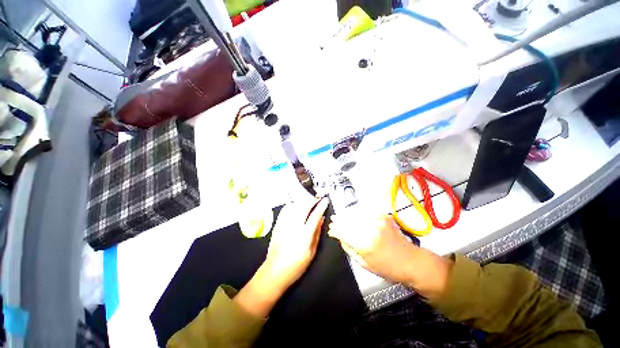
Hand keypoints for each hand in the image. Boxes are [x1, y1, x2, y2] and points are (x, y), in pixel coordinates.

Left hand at [262, 196, 329, 290]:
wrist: (274, 271)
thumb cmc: (296, 265)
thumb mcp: (312, 252)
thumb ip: (317, 234)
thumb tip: (321, 219)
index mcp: (304, 235)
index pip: (315, 216)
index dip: (321, 206)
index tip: (325, 200)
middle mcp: (294, 227)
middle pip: (304, 207)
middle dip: (312, 200)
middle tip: (318, 199)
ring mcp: (284, 224)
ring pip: (294, 206)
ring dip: (303, 201)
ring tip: (309, 201)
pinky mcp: (277, 225)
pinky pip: (286, 210)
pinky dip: (293, 205)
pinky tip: (296, 206)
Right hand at [328, 211, 452, 298]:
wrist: (411, 261)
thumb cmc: (387, 268)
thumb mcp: (364, 264)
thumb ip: (348, 247)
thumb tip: (339, 235)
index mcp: (364, 244)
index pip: (343, 231)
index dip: (335, 228)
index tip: (331, 229)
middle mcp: (370, 229)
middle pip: (348, 219)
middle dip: (338, 219)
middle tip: (334, 219)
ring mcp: (377, 220)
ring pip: (355, 212)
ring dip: (347, 213)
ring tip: (342, 215)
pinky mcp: (383, 216)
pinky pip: (366, 210)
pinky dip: (358, 211)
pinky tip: (354, 213)